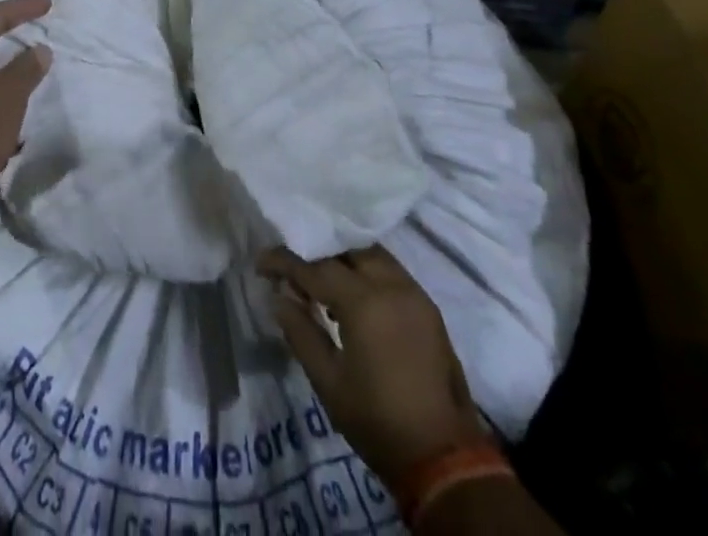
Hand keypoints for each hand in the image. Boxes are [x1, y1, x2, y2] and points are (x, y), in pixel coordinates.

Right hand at [260, 245, 486, 483]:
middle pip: (347, 249)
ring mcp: (414, 293)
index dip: (285, 262)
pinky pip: (391, 272)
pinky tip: (355, 296)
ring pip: (372, 255)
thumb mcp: (329, 382)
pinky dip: (368, 272)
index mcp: (364, 301)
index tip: (262, 263)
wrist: (445, 459)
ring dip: (345, 260)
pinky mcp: (428, 307)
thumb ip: (301, 332)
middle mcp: (391, 284)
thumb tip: (279, 298)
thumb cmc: (378, 421)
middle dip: (319, 252)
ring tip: (324, 281)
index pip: (315, 268)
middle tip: (295, 268)